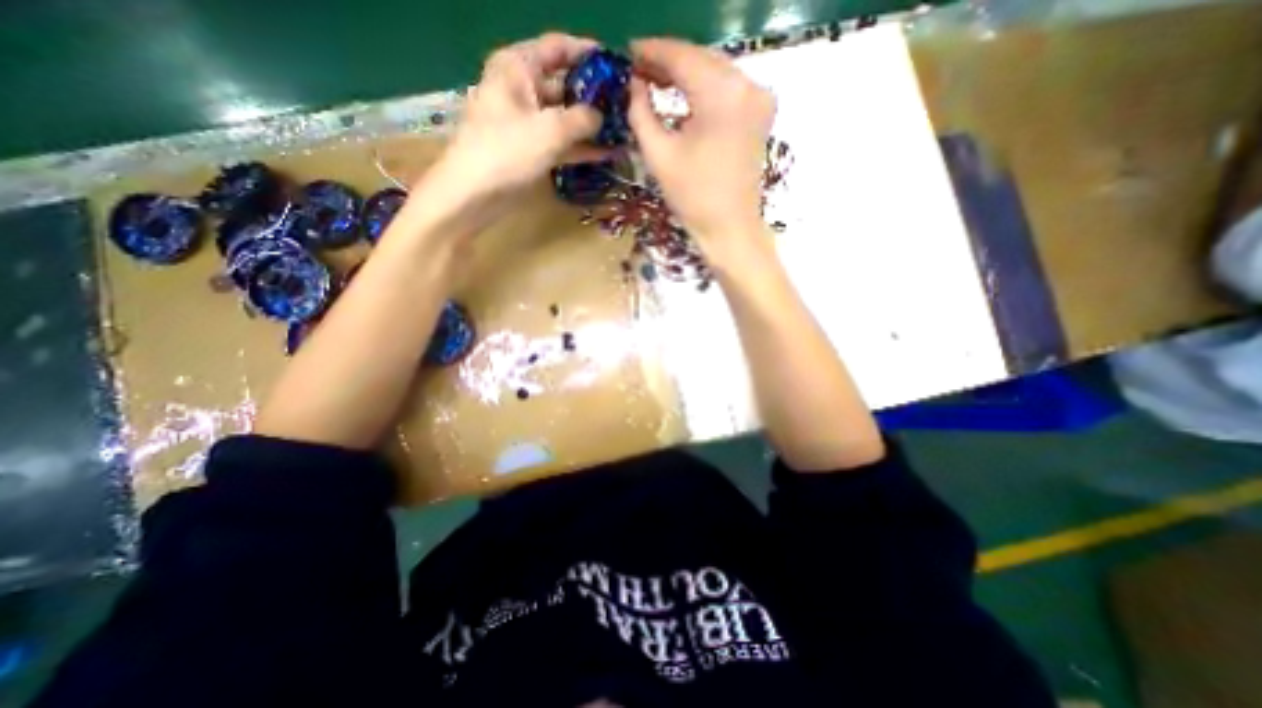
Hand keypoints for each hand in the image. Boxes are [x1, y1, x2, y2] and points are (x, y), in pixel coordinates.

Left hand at [416, 34, 604, 232]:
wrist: (474, 194)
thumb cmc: (507, 151)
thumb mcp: (549, 130)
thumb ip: (582, 118)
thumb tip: (601, 116)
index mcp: (518, 68)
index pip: (558, 48)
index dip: (588, 53)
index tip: (617, 65)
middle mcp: (523, 89)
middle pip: (564, 84)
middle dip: (594, 95)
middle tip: (626, 105)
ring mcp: (528, 122)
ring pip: (565, 117)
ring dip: (591, 125)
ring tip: (622, 130)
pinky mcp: (532, 149)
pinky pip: (561, 142)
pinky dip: (581, 148)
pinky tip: (607, 153)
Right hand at [627, 36, 773, 262]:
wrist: (729, 227)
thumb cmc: (692, 197)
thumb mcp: (658, 153)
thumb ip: (640, 111)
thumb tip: (633, 84)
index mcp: (722, 94)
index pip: (681, 56)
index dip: (652, 51)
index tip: (628, 53)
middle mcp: (748, 84)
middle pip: (701, 59)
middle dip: (668, 62)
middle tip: (638, 69)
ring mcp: (759, 97)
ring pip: (715, 71)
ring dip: (685, 74)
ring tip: (654, 81)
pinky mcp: (760, 113)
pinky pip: (727, 88)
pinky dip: (703, 88)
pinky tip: (683, 95)